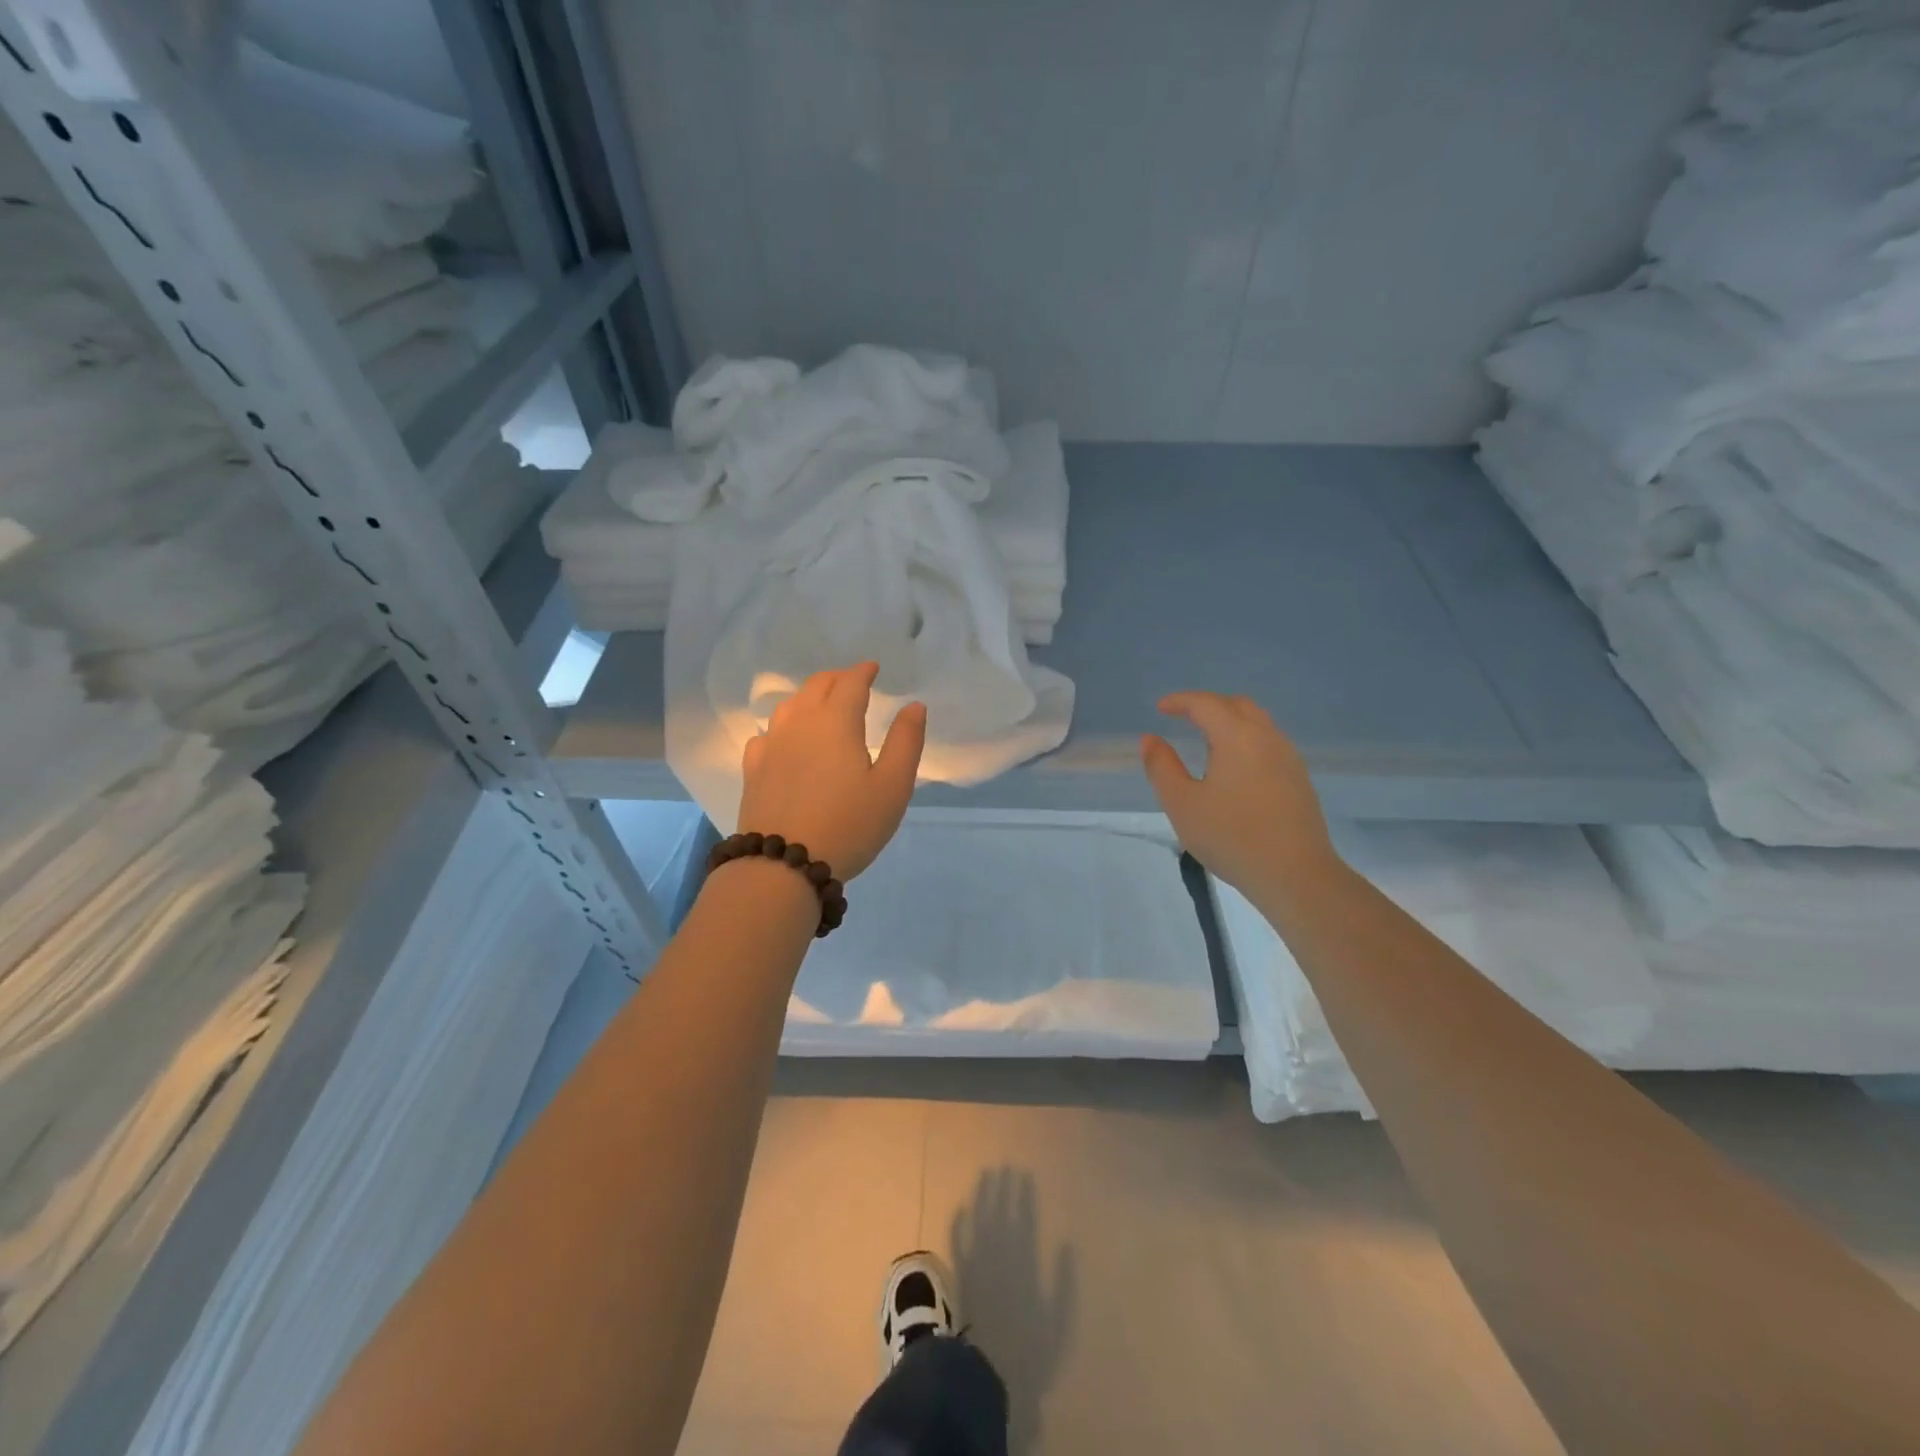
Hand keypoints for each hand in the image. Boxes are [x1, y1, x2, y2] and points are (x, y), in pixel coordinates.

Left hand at [737, 662, 925, 879]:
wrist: (784, 864)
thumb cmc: (849, 824)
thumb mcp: (892, 786)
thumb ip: (905, 742)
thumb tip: (914, 706)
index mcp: (836, 721)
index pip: (850, 682)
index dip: (863, 671)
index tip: (873, 668)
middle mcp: (800, 723)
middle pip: (816, 686)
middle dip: (837, 678)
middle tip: (852, 682)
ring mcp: (771, 745)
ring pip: (789, 706)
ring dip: (809, 697)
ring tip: (822, 705)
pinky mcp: (753, 769)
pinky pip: (767, 734)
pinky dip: (782, 726)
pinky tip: (785, 740)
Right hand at [1141, 692, 1335, 899]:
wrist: (1295, 874)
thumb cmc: (1231, 837)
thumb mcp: (1182, 804)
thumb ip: (1161, 767)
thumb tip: (1150, 739)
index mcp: (1237, 737)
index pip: (1206, 704)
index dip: (1180, 701)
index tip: (1160, 708)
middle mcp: (1267, 737)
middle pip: (1236, 705)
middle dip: (1208, 705)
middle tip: (1183, 718)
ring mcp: (1288, 758)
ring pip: (1257, 723)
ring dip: (1229, 722)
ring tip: (1206, 740)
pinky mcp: (1299, 779)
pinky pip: (1268, 743)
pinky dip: (1245, 740)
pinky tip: (1234, 767)